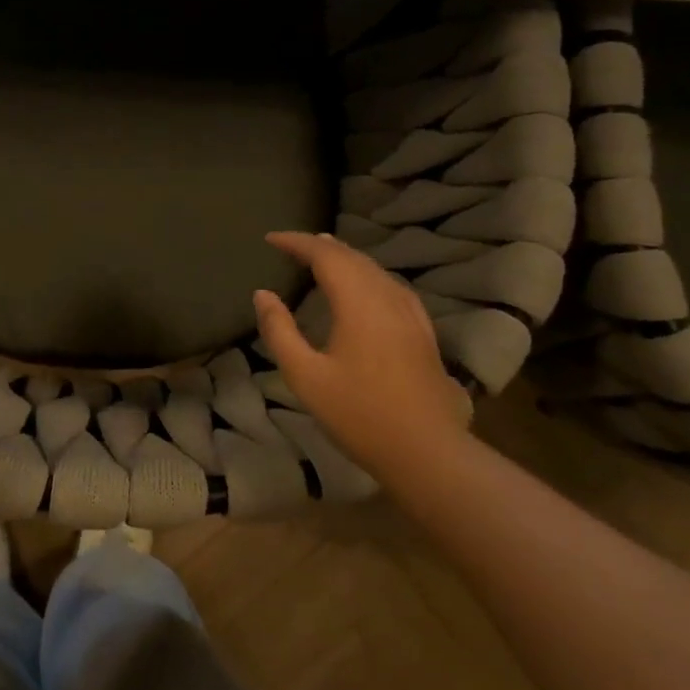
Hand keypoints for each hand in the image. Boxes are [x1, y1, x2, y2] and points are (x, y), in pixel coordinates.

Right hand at [253, 231, 469, 474]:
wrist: (425, 451)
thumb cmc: (358, 414)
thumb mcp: (305, 376)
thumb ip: (280, 331)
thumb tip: (263, 294)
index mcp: (358, 304)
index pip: (326, 256)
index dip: (297, 242)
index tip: (270, 239)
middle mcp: (388, 299)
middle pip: (353, 258)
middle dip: (320, 246)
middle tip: (291, 244)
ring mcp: (411, 315)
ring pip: (376, 270)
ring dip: (346, 257)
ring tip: (323, 254)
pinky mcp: (422, 332)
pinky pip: (392, 286)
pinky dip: (368, 274)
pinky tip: (366, 286)